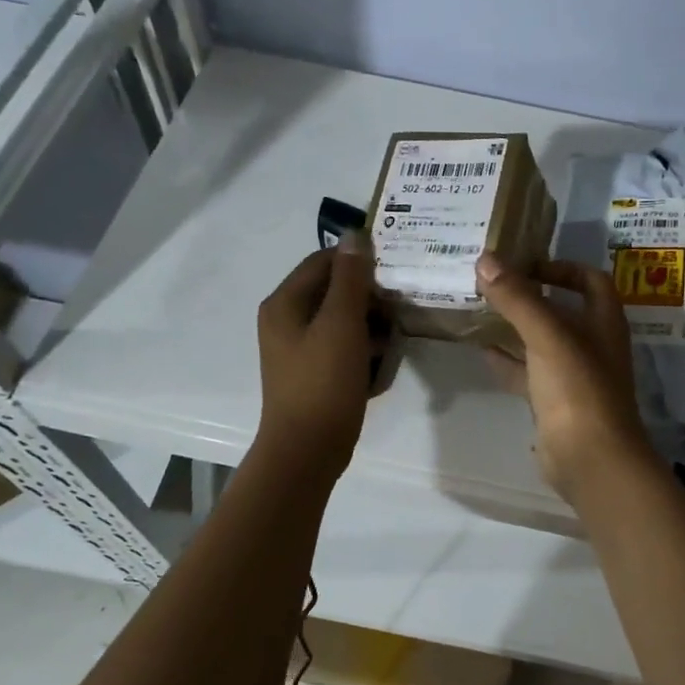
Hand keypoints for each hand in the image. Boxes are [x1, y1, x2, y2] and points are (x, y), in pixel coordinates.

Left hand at [254, 232, 382, 479]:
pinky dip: (363, 351)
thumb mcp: (341, 324)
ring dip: (371, 326)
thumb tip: (355, 235)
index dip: (360, 262)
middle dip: (370, 298)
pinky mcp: (314, 372)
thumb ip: (351, 279)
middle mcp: (287, 320)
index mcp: (285, 303)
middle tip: (400, 311)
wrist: (307, 450)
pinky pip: (343, 348)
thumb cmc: (323, 383)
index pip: (325, 261)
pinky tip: (381, 366)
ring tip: (393, 341)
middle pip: (335, 291)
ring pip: (343, 321)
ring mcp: (299, 348)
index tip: (395, 271)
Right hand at [476, 253, 654, 501]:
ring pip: (543, 343)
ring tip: (481, 313)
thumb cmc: (577, 389)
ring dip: (516, 328)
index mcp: (603, 322)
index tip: (527, 264)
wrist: (590, 459)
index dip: (562, 267)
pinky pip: (529, 374)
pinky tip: (482, 352)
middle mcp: (593, 345)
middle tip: (493, 285)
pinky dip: (508, 362)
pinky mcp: (555, 404)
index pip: (590, 280)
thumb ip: (517, 298)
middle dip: (530, 297)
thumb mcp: (547, 336)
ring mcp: (574, 377)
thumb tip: (485, 259)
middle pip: (563, 310)